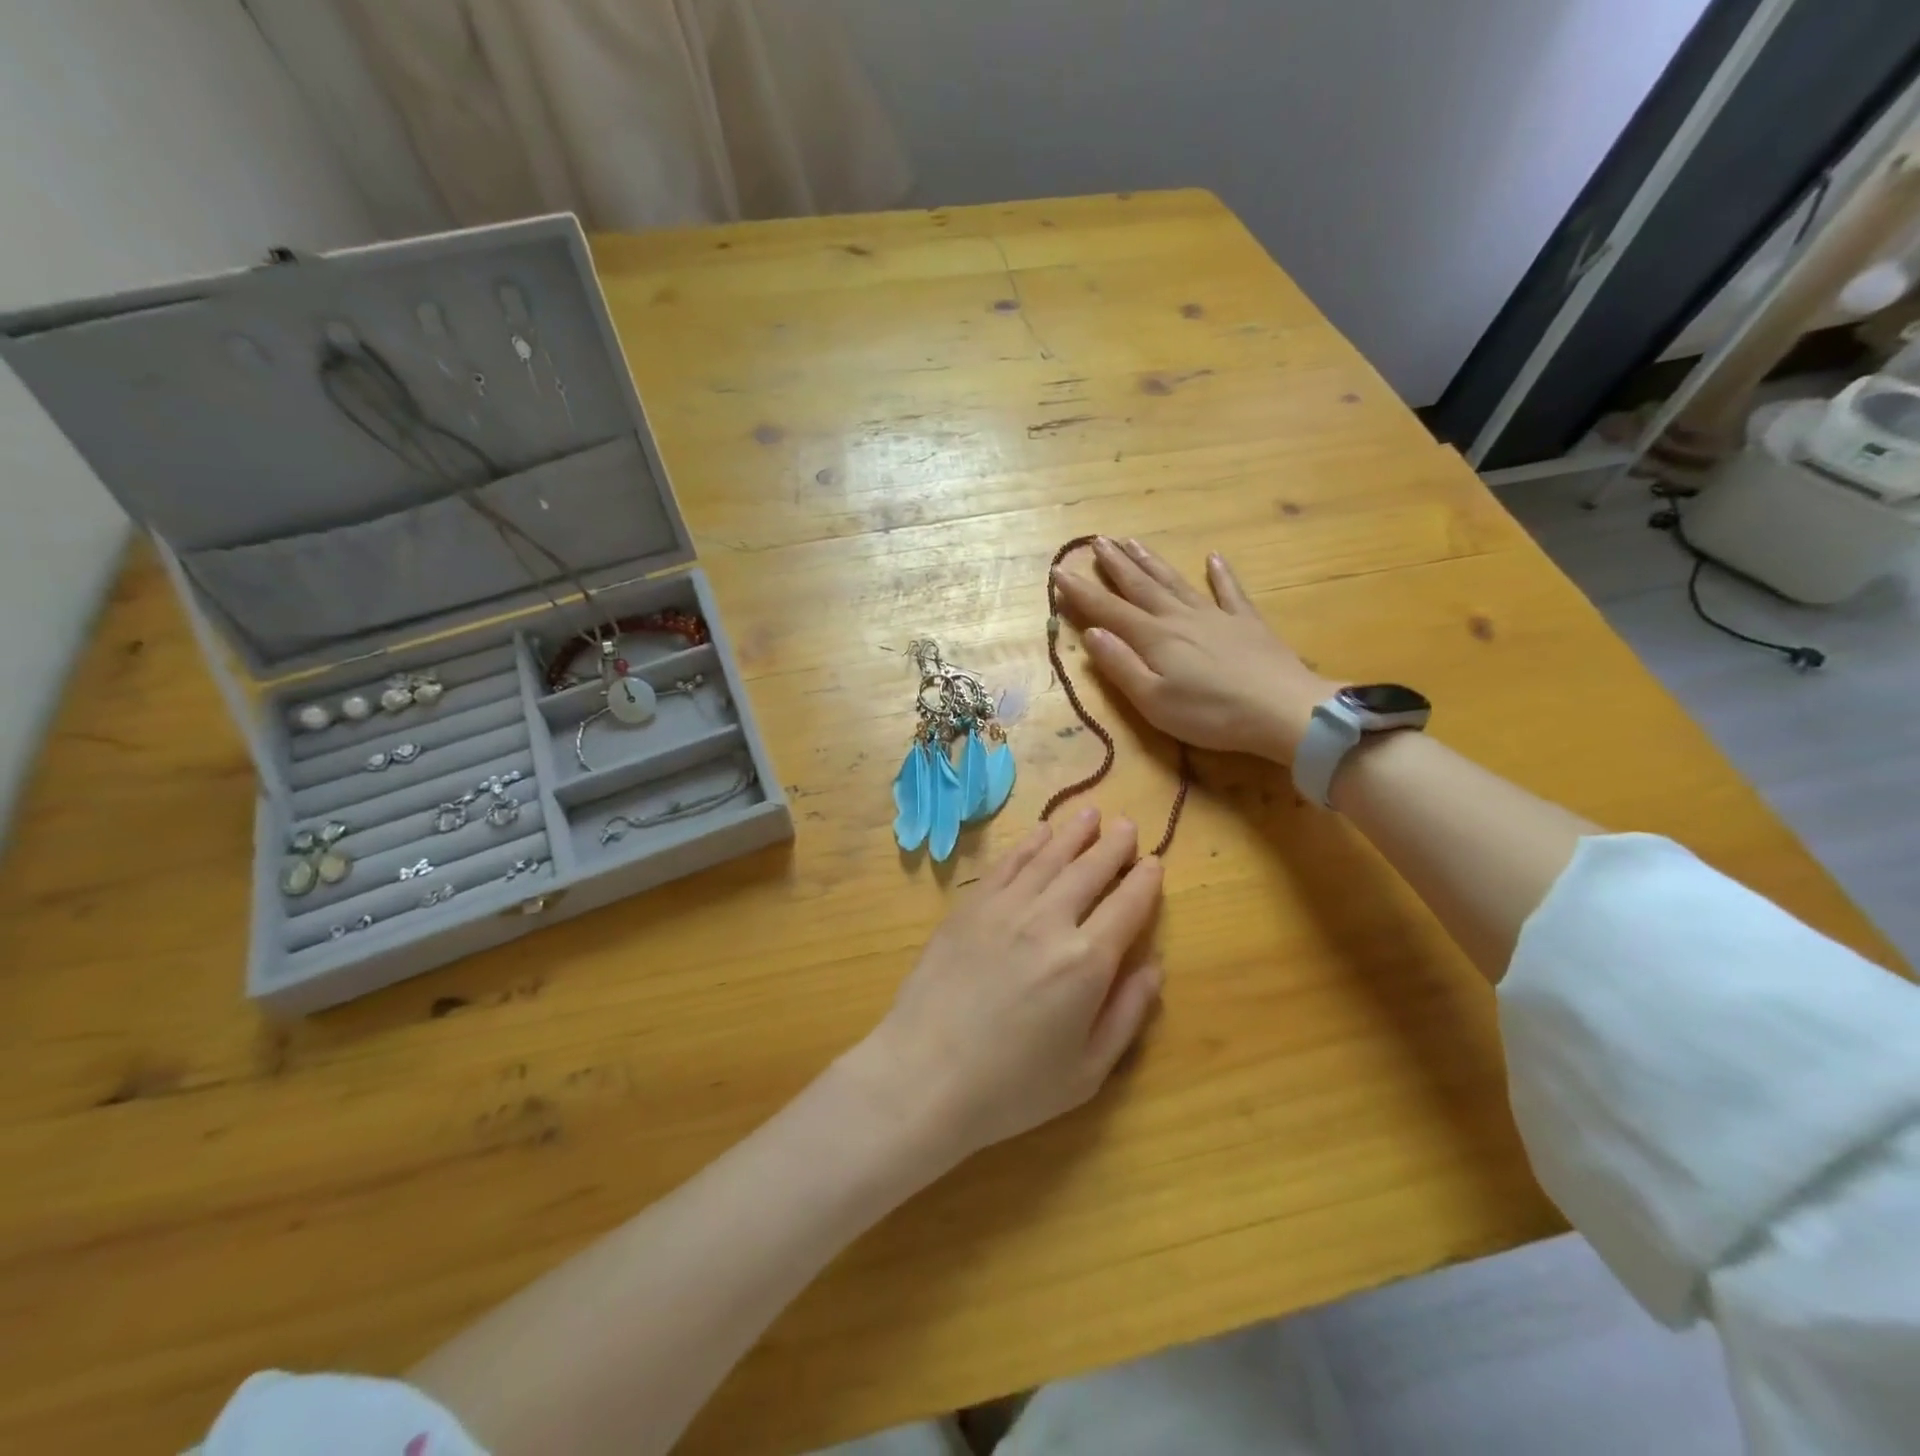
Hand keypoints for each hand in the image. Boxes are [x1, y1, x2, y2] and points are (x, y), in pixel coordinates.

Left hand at [850, 808, 1163, 1167]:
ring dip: (1074, 833)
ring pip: (1049, 857)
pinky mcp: (970, 906)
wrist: (924, 1074)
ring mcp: (1005, 907)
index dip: (1145, 881)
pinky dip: (1028, 844)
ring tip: (1092, 814)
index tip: (1153, 862)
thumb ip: (1127, 1014)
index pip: (1127, 906)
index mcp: (1086, 962)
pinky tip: (1041, 833)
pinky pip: (1007, 864)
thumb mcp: (1087, 1071)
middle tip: (1127, 824)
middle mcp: (1049, 921)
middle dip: (1113, 846)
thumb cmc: (1011, 1087)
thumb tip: (1153, 966)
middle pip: (1090, 870)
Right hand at [1052, 538, 1332, 762]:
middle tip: (1097, 541)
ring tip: (1133, 542)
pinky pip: (1230, 592)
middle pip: (1141, 587)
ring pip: (1176, 582)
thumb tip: (1092, 634)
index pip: (1108, 610)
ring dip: (1151, 563)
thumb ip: (1120, 666)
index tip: (1058, 572)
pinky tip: (1213, 559)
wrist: (1283, 711)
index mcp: (1154, 638)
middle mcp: (1179, 618)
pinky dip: (1220, 574)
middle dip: (1116, 565)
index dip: (1081, 592)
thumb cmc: (1211, 714)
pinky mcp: (1247, 624)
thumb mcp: (1153, 701)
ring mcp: (1216, 617)